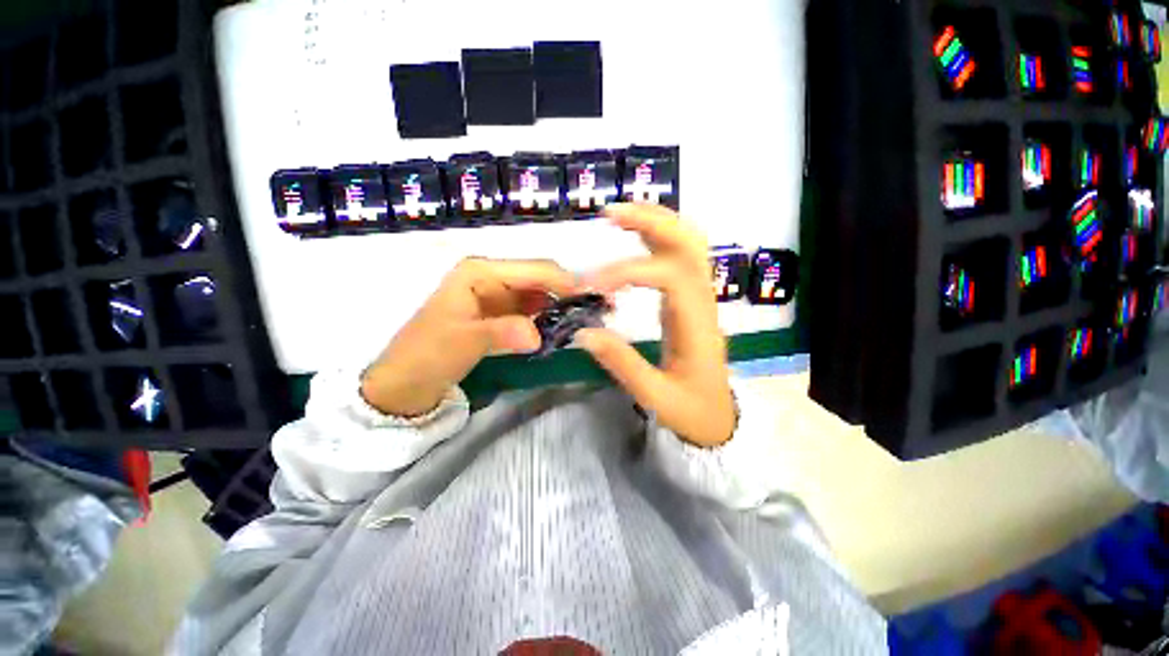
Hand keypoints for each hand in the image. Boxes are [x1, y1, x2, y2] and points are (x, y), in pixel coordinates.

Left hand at [361, 258, 578, 416]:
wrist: (406, 384)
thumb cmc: (426, 355)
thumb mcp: (462, 341)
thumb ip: (501, 333)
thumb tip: (538, 335)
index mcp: (480, 272)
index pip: (534, 270)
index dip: (565, 282)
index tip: (594, 299)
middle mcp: (492, 277)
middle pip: (541, 279)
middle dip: (569, 293)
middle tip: (597, 311)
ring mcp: (498, 296)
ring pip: (540, 295)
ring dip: (562, 307)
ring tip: (587, 321)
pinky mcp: (501, 315)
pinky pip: (533, 312)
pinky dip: (550, 319)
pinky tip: (565, 329)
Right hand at [575, 204, 735, 447]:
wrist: (719, 418)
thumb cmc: (692, 411)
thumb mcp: (655, 396)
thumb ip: (620, 363)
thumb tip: (582, 332)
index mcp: (697, 325)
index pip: (669, 276)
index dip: (628, 272)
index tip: (591, 285)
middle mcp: (703, 301)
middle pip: (690, 244)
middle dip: (652, 221)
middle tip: (611, 213)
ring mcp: (699, 297)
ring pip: (688, 244)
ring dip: (657, 222)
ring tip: (619, 214)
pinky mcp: (689, 300)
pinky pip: (680, 257)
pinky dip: (658, 238)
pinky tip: (634, 235)